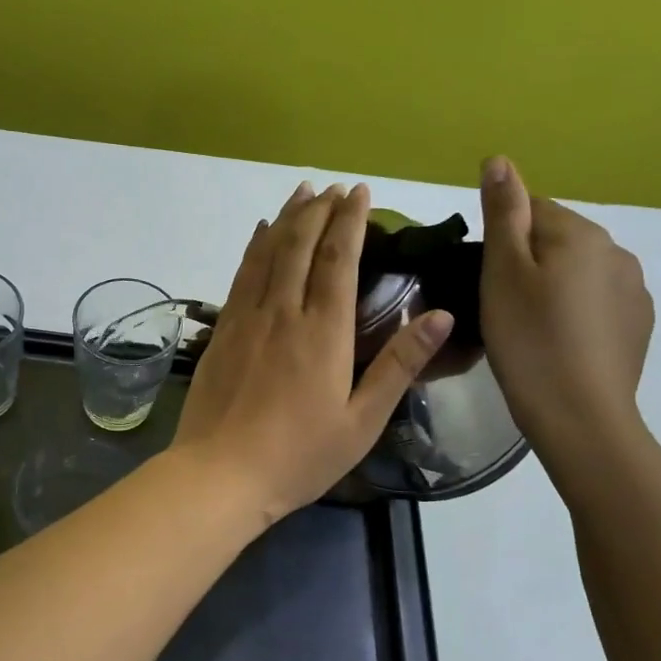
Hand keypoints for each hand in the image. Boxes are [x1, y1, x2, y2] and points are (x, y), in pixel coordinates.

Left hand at [173, 181, 455, 525]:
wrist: (220, 473)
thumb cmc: (299, 455)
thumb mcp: (362, 420)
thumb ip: (398, 365)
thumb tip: (441, 316)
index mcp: (323, 331)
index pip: (339, 259)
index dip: (350, 221)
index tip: (359, 193)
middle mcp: (283, 311)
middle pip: (301, 245)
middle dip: (320, 210)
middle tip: (334, 187)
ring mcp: (246, 318)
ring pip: (268, 252)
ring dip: (286, 218)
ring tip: (301, 192)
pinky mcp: (222, 331)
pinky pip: (241, 274)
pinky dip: (254, 247)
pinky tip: (260, 234)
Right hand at [478, 156, 653, 459]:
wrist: (579, 415)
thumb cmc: (528, 339)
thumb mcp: (502, 273)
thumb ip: (503, 213)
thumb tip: (499, 159)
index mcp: (580, 233)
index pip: (531, 210)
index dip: (501, 240)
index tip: (484, 278)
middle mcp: (617, 251)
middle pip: (557, 239)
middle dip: (528, 261)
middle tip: (500, 306)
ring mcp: (635, 289)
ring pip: (578, 272)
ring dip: (553, 286)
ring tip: (528, 328)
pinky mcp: (638, 324)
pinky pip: (597, 301)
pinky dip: (575, 312)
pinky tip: (558, 343)